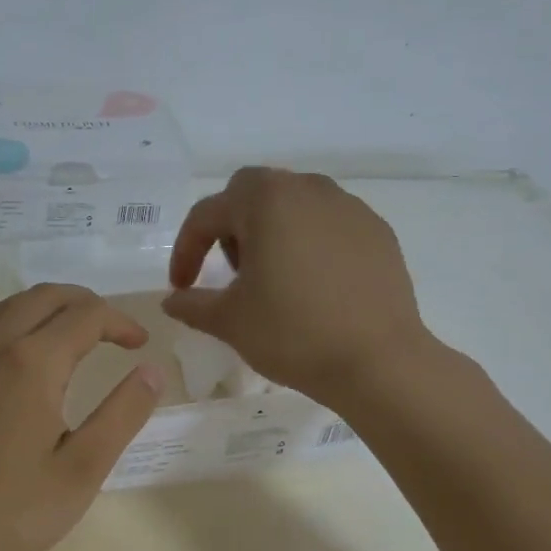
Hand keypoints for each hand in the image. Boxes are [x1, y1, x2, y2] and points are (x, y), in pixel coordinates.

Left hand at [0, 284, 164, 550]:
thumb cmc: (11, 510)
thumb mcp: (82, 470)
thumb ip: (121, 415)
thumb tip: (152, 370)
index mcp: (32, 362)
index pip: (86, 316)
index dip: (120, 322)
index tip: (143, 344)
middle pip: (46, 296)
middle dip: (87, 303)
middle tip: (115, 331)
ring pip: (14, 306)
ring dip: (52, 307)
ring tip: (80, 333)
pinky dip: (24, 321)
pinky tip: (34, 358)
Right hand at [163, 167, 431, 410]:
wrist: (378, 362)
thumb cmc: (293, 333)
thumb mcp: (229, 320)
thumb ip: (192, 303)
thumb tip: (172, 300)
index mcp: (265, 200)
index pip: (207, 214)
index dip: (186, 250)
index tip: (182, 286)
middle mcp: (307, 189)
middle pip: (252, 194)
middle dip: (231, 227)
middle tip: (232, 272)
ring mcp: (348, 207)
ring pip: (294, 204)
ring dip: (271, 231)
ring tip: (273, 277)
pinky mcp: (377, 231)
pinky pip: (329, 224)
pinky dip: (310, 243)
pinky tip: (313, 284)